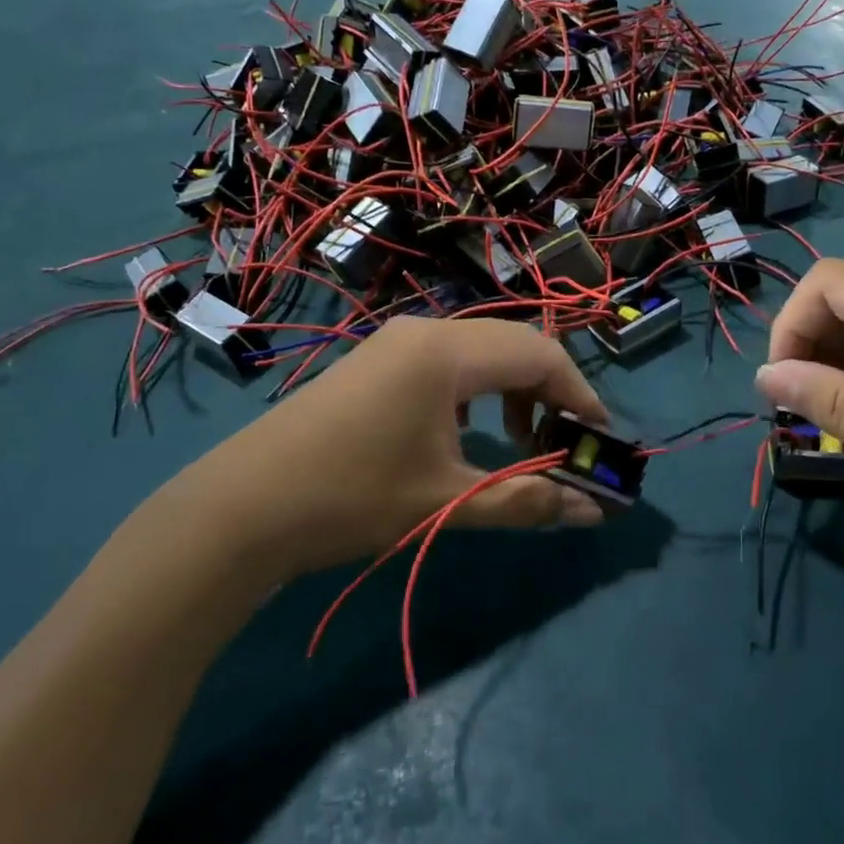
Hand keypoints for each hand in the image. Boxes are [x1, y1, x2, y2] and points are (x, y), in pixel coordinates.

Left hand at [172, 317, 609, 580]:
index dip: (580, 395)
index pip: (540, 355)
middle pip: (515, 343)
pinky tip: (467, 430)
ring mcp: (396, 341)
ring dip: (513, 387)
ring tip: (520, 439)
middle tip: (565, 443)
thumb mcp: (447, 502)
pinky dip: (477, 388)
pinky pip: (448, 359)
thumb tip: (591, 513)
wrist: (245, 506)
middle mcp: (426, 330)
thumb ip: (527, 501)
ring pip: (481, 348)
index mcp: (447, 352)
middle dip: (551, 390)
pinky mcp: (376, 359)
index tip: (599, 440)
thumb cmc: (353, 498)